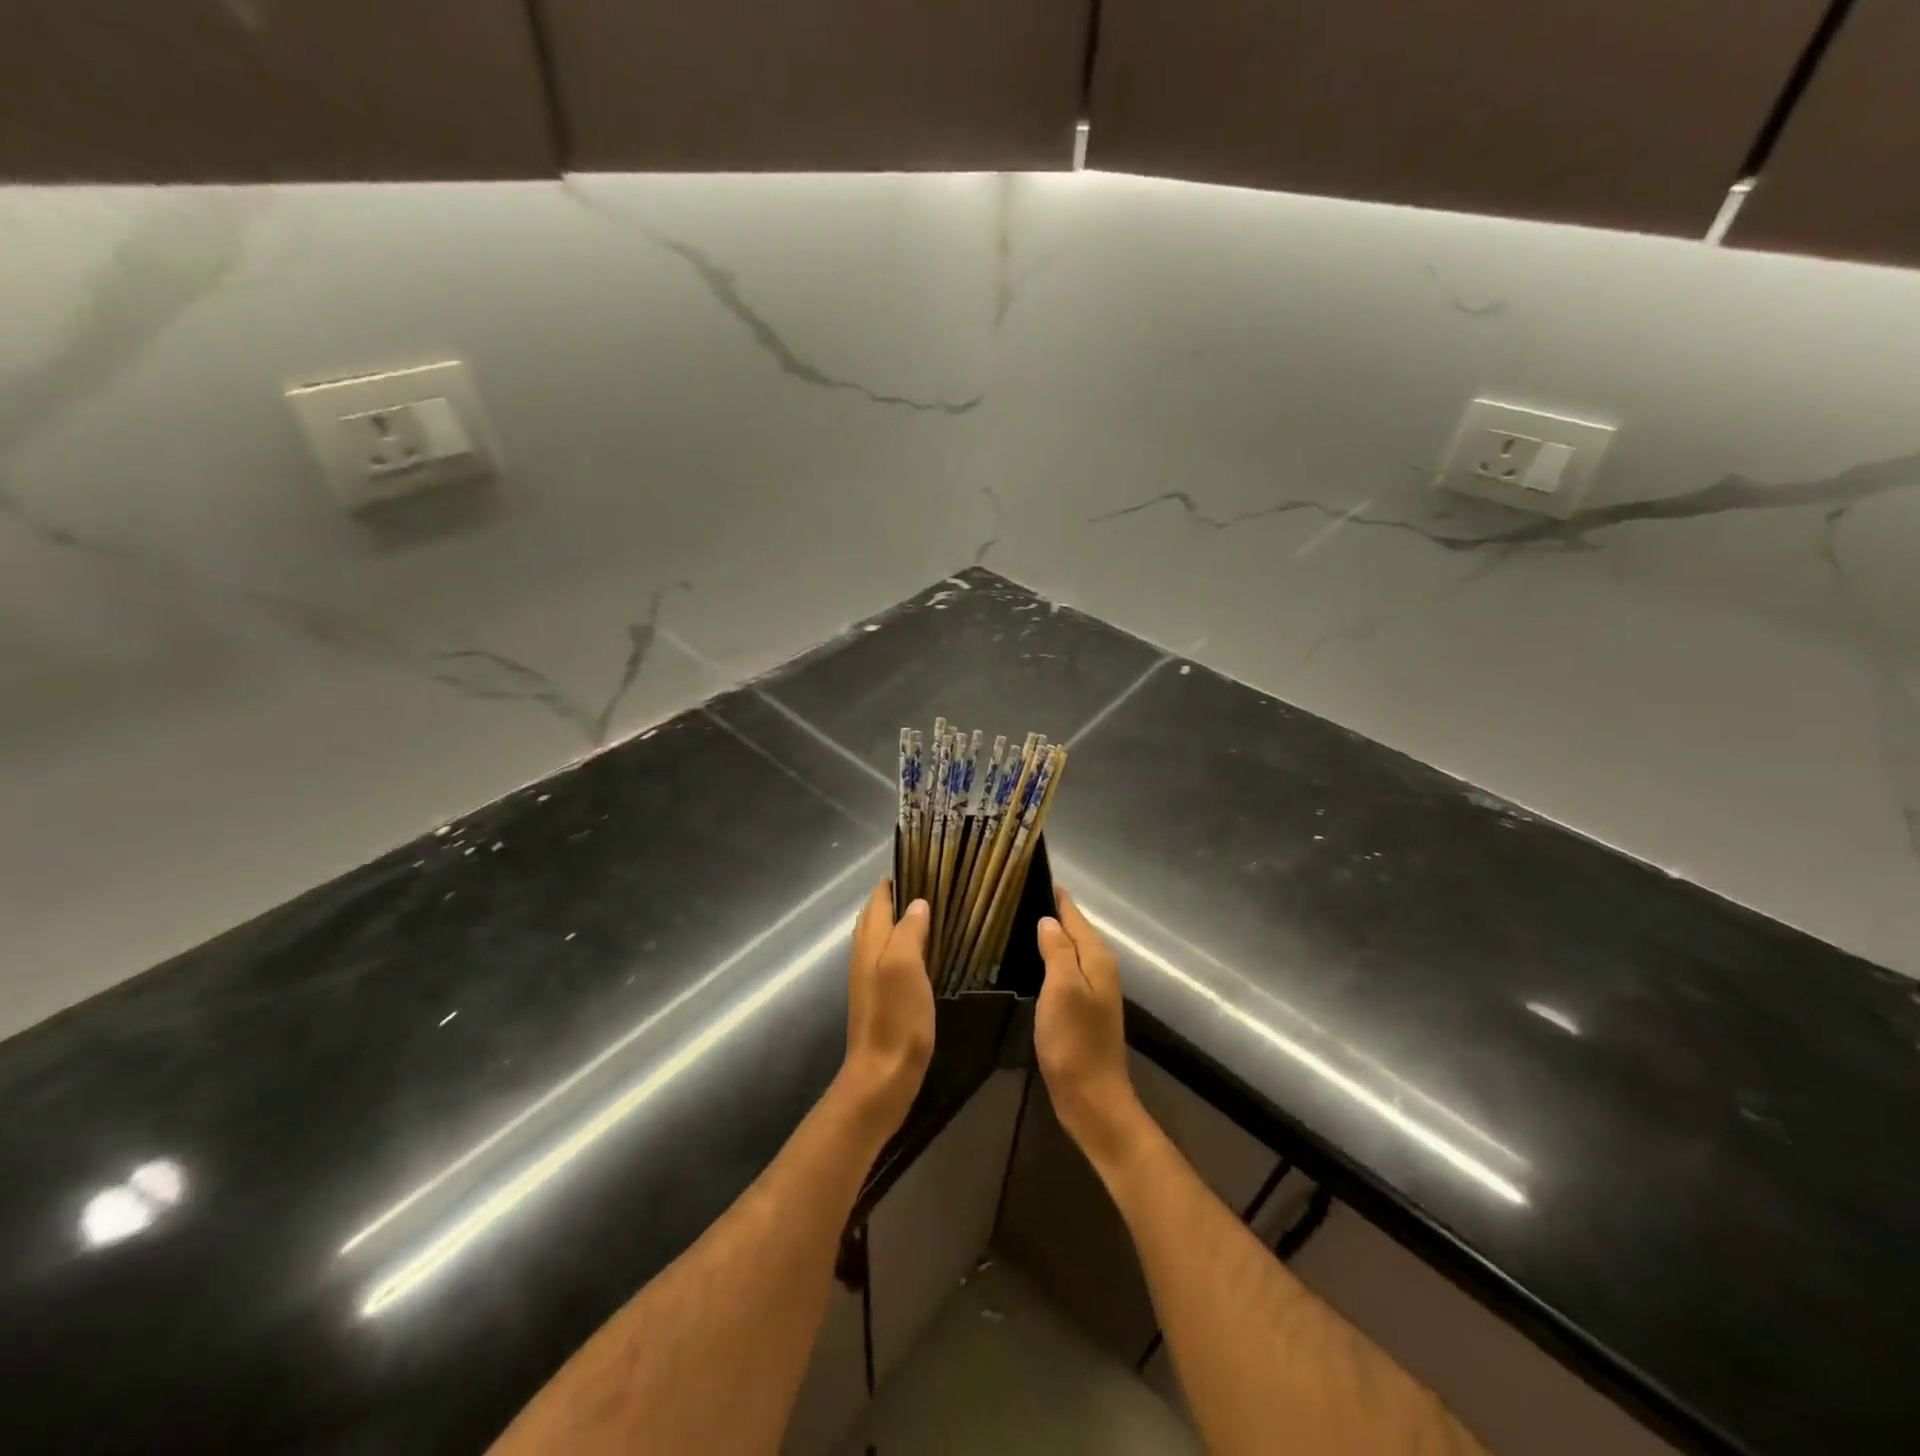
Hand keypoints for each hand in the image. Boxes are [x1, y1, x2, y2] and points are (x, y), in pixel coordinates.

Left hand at [837, 885, 934, 1137]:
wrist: (881, 1077)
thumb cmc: (896, 1018)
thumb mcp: (905, 967)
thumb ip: (909, 931)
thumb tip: (917, 903)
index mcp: (871, 944)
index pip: (878, 901)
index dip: (893, 881)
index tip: (917, 862)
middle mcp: (865, 956)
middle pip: (875, 917)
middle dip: (894, 897)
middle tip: (925, 882)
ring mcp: (869, 979)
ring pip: (880, 937)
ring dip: (896, 920)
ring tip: (925, 911)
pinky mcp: (880, 999)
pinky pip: (888, 959)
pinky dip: (901, 945)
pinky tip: (919, 953)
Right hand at [1035, 887, 1144, 1170]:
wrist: (1092, 1098)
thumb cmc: (1074, 1041)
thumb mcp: (1062, 989)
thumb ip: (1057, 951)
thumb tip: (1049, 920)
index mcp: (1097, 959)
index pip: (1076, 916)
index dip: (1058, 897)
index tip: (1036, 875)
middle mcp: (1100, 970)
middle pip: (1076, 931)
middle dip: (1054, 913)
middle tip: (1020, 894)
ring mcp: (1094, 992)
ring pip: (1071, 951)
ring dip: (1052, 936)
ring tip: (1022, 921)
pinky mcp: (1083, 1011)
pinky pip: (1067, 971)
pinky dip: (1051, 960)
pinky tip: (1033, 962)